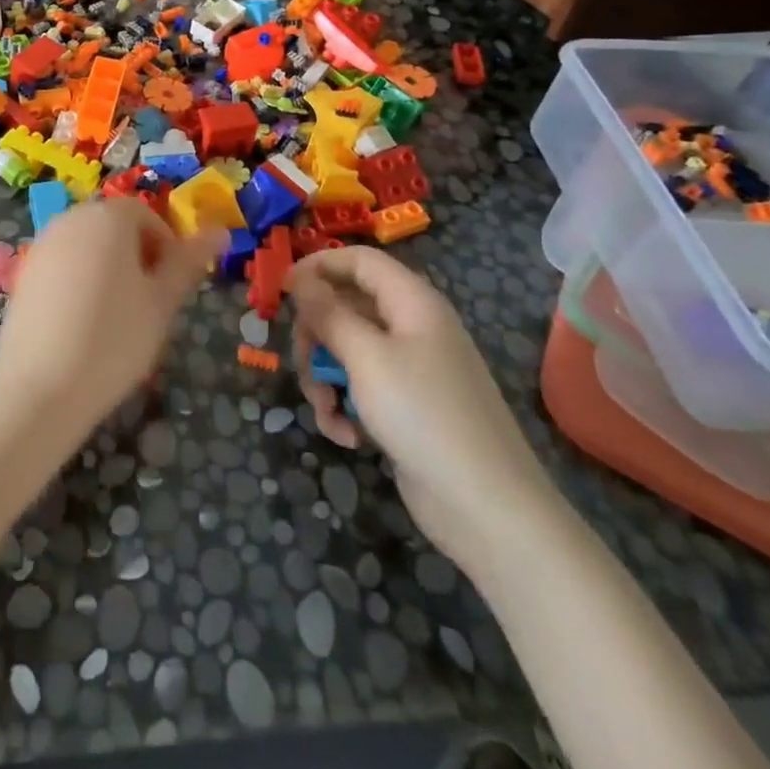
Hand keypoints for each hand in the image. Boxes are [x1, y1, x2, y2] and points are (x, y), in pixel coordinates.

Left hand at [0, 200, 226, 437]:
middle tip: (148, 305)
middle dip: (137, 256)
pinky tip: (82, 326)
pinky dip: (79, 284)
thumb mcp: (162, 302)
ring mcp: (42, 245)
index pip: (146, 214)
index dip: (165, 247)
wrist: (39, 389)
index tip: (170, 287)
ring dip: (108, 270)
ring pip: (88, 247)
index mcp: (107, 216)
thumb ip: (188, 262)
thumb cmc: (113, 339)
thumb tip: (220, 231)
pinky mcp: (23, 274)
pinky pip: (64, 266)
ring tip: (117, 319)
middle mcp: (70, 219)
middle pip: (114, 227)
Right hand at [290, 247, 558, 570]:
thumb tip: (298, 277)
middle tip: (301, 362)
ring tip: (326, 410)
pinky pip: (362, 389)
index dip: (318, 267)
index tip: (281, 291)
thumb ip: (328, 313)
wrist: (488, 508)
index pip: (359, 260)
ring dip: (325, 378)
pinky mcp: (407, 407)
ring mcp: (411, 369)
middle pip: (347, 306)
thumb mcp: (365, 357)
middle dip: (316, 335)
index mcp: (412, 301)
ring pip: (348, 351)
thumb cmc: (423, 415)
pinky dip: (346, 407)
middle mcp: (412, 327)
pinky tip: (347, 436)